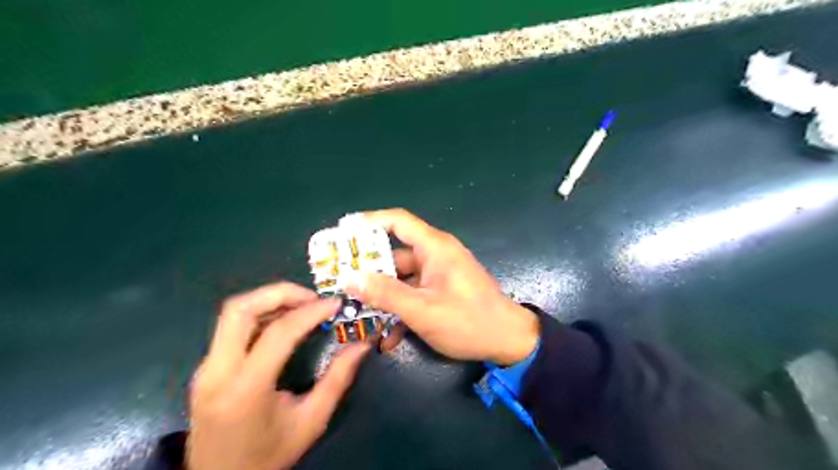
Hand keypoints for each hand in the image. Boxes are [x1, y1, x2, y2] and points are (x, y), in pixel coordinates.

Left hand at [187, 283, 370, 468]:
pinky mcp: (206, 367)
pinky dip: (261, 314)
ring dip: (269, 300)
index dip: (310, 312)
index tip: (335, 304)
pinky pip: (232, 327)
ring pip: (233, 313)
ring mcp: (205, 368)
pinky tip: (284, 321)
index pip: (278, 333)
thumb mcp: (311, 422)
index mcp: (245, 389)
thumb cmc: (267, 457)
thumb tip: (361, 345)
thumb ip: (337, 380)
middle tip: (312, 297)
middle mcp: (217, 372)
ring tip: (303, 305)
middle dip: (280, 292)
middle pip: (240, 309)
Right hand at [346, 210, 535, 365]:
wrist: (509, 342)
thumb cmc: (468, 321)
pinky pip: (414, 292)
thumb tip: (349, 278)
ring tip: (357, 316)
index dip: (368, 221)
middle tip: (339, 283)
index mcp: (434, 247)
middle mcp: (435, 254)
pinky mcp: (441, 290)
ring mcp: (438, 273)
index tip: (341, 233)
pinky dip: (400, 309)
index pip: (396, 221)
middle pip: (394, 253)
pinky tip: (388, 338)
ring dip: (382, 297)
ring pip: (401, 278)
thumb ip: (386, 294)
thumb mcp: (423, 310)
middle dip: (367, 270)